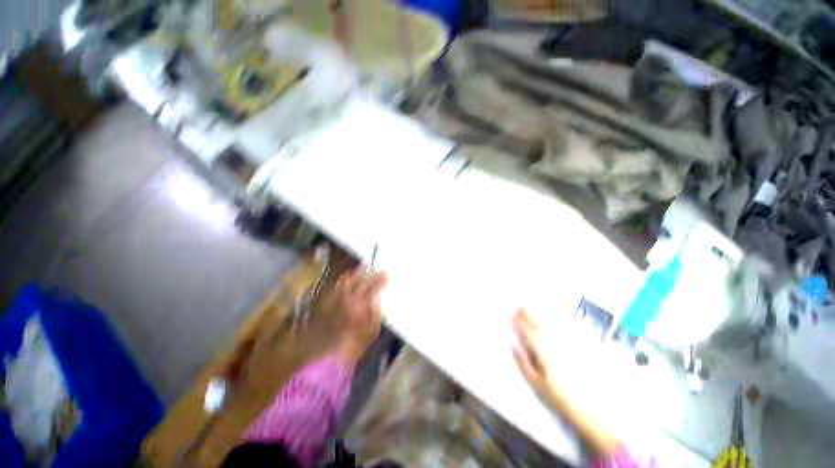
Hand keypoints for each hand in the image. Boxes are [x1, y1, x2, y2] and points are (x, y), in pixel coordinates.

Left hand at [334, 267, 388, 361]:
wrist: (334, 351)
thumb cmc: (357, 342)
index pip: (373, 287)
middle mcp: (350, 299)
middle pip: (361, 282)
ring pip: (348, 281)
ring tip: (363, 267)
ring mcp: (338, 300)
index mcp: (363, 306)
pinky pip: (337, 287)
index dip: (380, 280)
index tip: (386, 275)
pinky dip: (344, 280)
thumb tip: (378, 296)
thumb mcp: (373, 328)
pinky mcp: (330, 302)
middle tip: (377, 269)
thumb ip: (376, 310)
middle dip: (371, 274)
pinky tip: (347, 277)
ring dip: (356, 273)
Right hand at [512, 308, 621, 458]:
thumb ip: (522, 362)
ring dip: (543, 313)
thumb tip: (512, 343)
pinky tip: (560, 316)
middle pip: (541, 323)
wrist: (592, 411)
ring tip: (536, 305)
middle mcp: (557, 343)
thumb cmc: (559, 398)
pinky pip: (572, 328)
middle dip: (529, 313)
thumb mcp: (535, 383)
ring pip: (555, 323)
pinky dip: (563, 319)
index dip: (519, 322)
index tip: (512, 314)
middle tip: (521, 305)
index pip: (528, 331)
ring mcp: (571, 343)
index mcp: (543, 351)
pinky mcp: (584, 347)